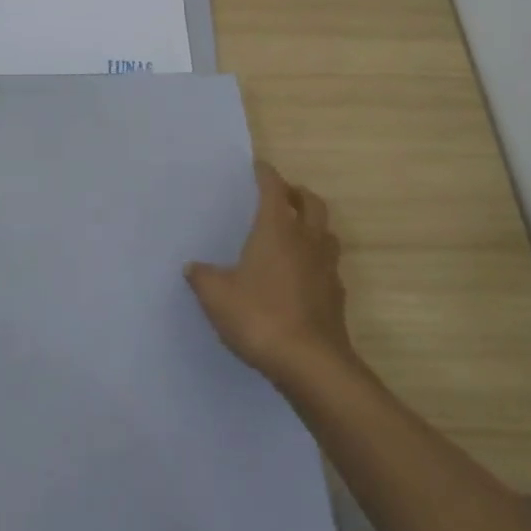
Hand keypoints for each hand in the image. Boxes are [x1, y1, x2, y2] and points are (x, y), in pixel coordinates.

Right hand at [186, 162, 357, 392]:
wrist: (311, 364)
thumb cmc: (260, 317)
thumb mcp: (217, 296)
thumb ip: (202, 277)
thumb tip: (193, 267)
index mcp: (276, 229)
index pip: (274, 188)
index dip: (266, 174)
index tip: (259, 166)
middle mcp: (306, 240)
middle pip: (311, 203)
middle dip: (297, 193)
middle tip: (283, 195)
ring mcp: (326, 268)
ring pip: (326, 232)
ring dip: (313, 224)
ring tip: (296, 231)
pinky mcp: (336, 296)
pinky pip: (329, 265)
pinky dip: (317, 260)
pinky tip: (303, 275)